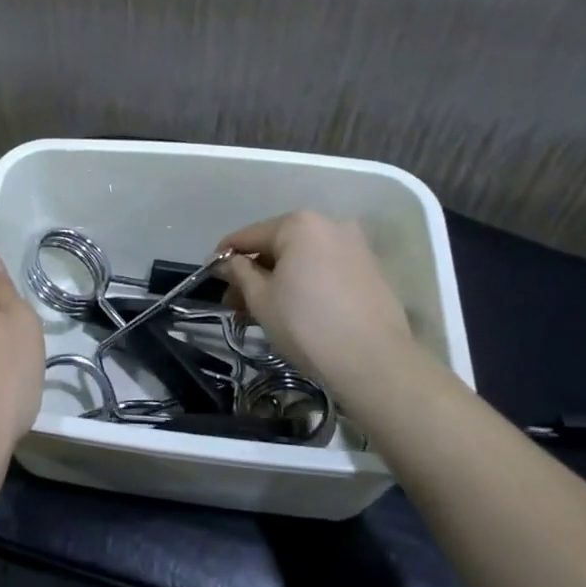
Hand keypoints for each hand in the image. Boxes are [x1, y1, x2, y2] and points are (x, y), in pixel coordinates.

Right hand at [218, 211, 417, 386]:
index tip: (211, 275)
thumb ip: (239, 272)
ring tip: (263, 311)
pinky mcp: (372, 271)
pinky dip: (306, 283)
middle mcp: (330, 225)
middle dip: (254, 272)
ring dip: (280, 279)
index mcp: (300, 224)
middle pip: (278, 245)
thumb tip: (227, 262)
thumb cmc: (307, 325)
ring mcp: (356, 247)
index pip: (249, 235)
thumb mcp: (261, 299)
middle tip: (236, 302)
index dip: (225, 256)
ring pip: (303, 259)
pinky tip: (296, 309)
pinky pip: (326, 269)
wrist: (374, 363)